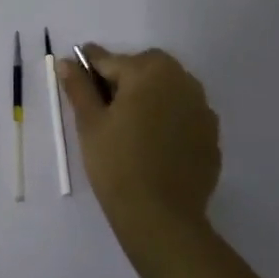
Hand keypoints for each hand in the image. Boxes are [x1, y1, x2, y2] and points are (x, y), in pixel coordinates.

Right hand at [59, 46, 220, 276]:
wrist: (161, 217)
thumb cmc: (117, 163)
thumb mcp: (90, 123)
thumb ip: (79, 87)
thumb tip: (67, 62)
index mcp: (150, 70)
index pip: (110, 60)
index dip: (88, 69)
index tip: (75, 79)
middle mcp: (182, 80)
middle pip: (144, 69)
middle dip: (123, 80)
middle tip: (103, 109)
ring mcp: (202, 108)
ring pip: (167, 90)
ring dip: (148, 98)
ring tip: (129, 128)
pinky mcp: (211, 135)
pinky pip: (183, 115)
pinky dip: (167, 120)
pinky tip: (153, 146)